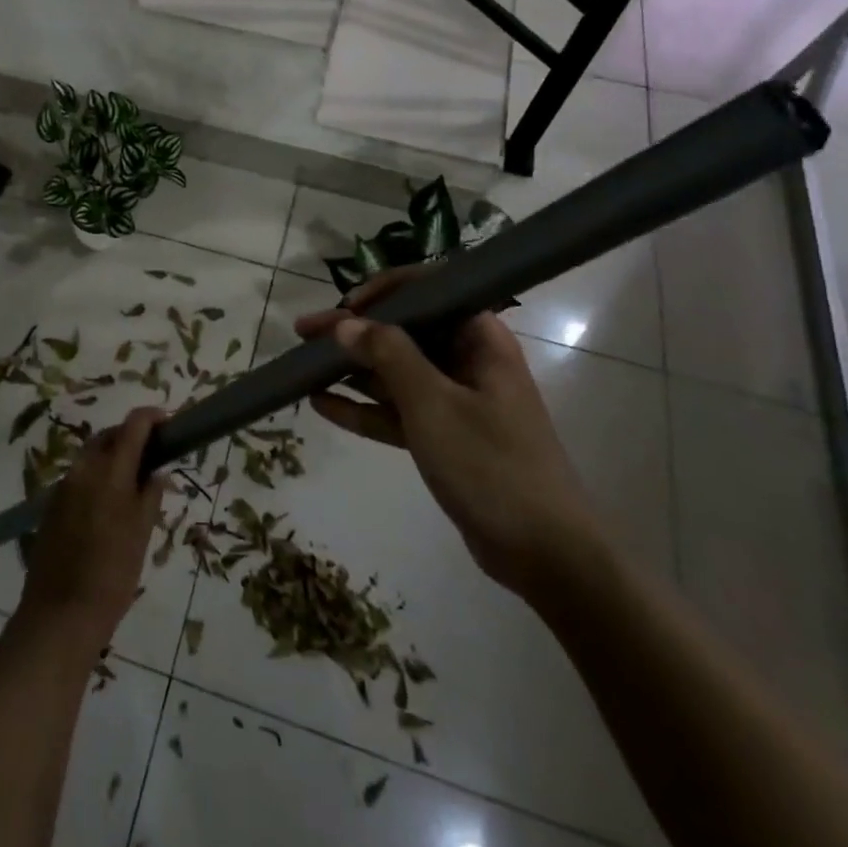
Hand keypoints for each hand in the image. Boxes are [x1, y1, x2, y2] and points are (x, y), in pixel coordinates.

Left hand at [17, 407, 167, 651]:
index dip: (152, 417)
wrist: (60, 615)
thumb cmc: (112, 576)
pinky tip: (107, 504)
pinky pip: (79, 477)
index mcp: (109, 471)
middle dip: (131, 437)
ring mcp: (63, 486)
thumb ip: (150, 495)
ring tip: (133, 482)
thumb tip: (156, 471)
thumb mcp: (141, 534)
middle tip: (154, 455)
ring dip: (113, 457)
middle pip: (109, 436)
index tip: (169, 423)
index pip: (133, 425)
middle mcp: (83, 469)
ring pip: (92, 455)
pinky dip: (97, 477)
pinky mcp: (50, 504)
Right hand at [296, 268, 603, 602]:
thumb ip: (388, 356)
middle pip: (404, 331)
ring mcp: (455, 401)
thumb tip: (346, 322)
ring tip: (302, 365)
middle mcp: (467, 361)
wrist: (545, 555)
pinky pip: (396, 411)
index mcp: (480, 340)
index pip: (431, 291)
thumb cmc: (491, 465)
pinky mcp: (443, 437)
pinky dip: (363, 408)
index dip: (385, 291)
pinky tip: (321, 405)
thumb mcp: (434, 404)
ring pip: (395, 372)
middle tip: (305, 333)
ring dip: (352, 368)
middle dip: (354, 331)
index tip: (346, 306)